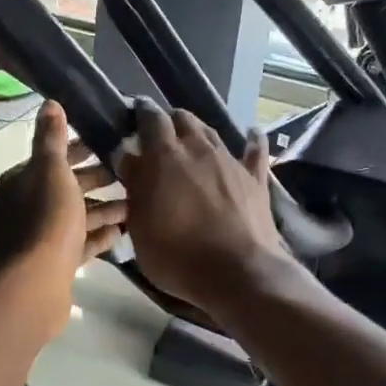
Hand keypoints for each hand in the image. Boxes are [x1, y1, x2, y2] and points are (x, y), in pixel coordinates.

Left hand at [0, 102, 127, 335]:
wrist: (32, 287)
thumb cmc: (45, 221)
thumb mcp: (51, 170)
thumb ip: (52, 138)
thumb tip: (50, 102)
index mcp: (25, 180)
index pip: (56, 156)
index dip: (84, 148)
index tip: (117, 143)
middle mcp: (29, 206)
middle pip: (69, 186)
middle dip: (100, 179)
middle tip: (136, 172)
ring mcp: (43, 237)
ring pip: (78, 216)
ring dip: (105, 208)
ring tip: (139, 202)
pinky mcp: (57, 263)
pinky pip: (82, 244)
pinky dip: (101, 236)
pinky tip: (125, 232)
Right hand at [114, 101, 289, 315]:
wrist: (239, 273)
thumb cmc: (177, 256)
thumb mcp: (140, 227)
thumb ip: (135, 188)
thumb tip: (128, 157)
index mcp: (165, 157)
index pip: (151, 119)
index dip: (141, 113)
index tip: (132, 113)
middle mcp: (199, 149)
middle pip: (183, 119)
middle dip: (169, 121)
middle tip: (159, 134)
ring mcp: (231, 161)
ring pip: (212, 132)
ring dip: (198, 132)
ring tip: (191, 139)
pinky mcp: (256, 179)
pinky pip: (254, 151)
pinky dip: (251, 141)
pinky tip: (252, 134)